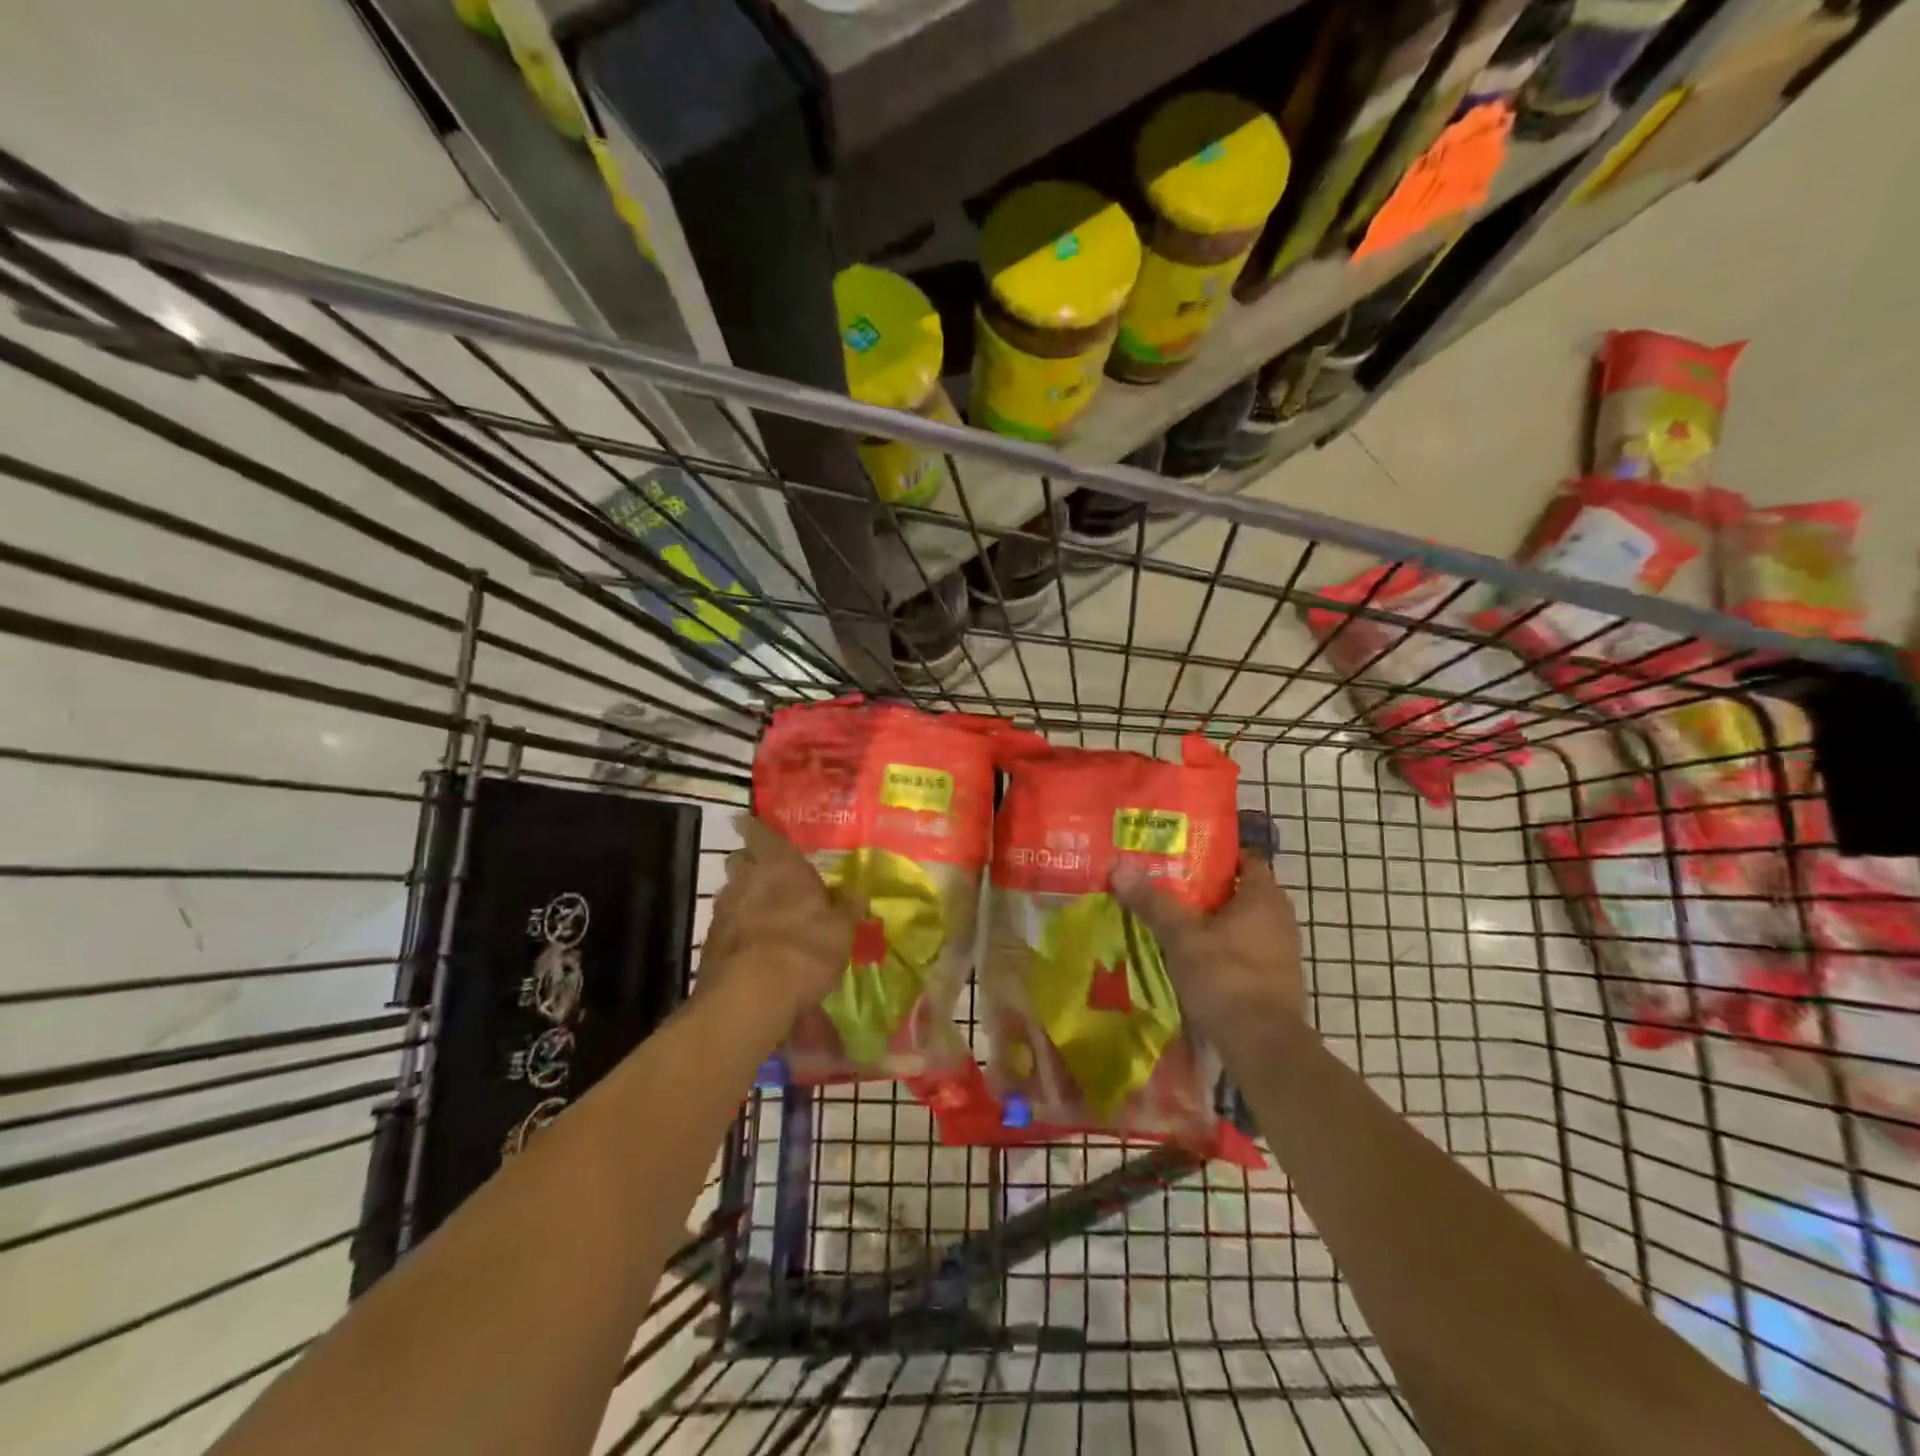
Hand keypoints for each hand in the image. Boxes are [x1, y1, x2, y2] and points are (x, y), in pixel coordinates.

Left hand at [699, 814, 857, 1027]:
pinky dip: (739, 931)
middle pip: (741, 861)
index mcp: (779, 864)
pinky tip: (755, 947)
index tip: (750, 822)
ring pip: (733, 893)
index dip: (756, 827)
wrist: (749, 997)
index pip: (760, 832)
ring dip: (746, 900)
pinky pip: (726, 925)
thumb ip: (846, 907)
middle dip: (752, 865)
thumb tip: (855, 892)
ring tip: (767, 917)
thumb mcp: (841, 930)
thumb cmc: (805, 949)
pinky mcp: (709, 943)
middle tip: (772, 876)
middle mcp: (746, 879)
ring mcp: (722, 911)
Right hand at [1111, 851, 1305, 1044]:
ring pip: (1242, 925)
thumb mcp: (1180, 936)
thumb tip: (1119, 866)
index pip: (1245, 859)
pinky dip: (1223, 950)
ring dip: (1214, 923)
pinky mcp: (1276, 981)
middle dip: (1206, 891)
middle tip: (1168, 887)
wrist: (1262, 1045)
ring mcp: (1282, 952)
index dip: (1215, 855)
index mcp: (1264, 897)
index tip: (1182, 856)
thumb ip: (1152, 902)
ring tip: (1173, 922)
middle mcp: (1280, 918)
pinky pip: (1246, 952)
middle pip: (1240, 892)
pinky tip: (1194, 959)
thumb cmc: (1225, 976)